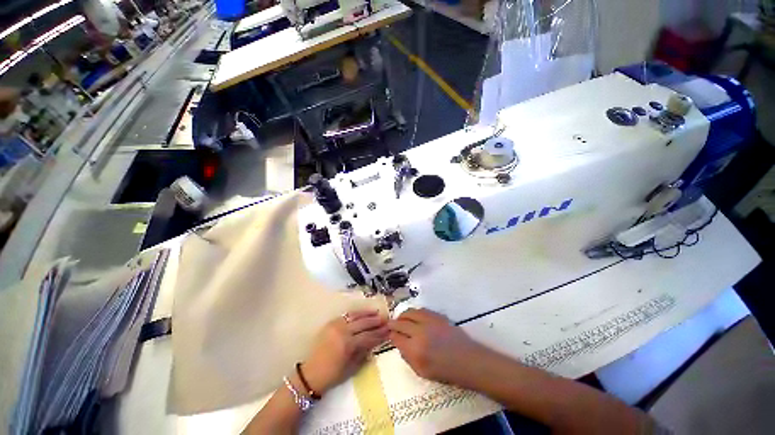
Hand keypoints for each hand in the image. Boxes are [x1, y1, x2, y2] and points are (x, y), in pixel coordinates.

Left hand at [301, 309, 388, 393]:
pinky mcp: (331, 323)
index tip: (389, 331)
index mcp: (348, 345)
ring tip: (377, 313)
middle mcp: (343, 332)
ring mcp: (336, 325)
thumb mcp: (352, 368)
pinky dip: (356, 313)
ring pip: (355, 316)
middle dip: (376, 322)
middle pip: (363, 323)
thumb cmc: (333, 375)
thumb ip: (364, 353)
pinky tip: (363, 313)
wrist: (311, 373)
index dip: (379, 333)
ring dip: (367, 314)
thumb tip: (375, 342)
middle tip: (386, 320)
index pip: (368, 336)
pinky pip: (346, 315)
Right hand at [389, 308, 485, 385]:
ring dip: (402, 315)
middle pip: (401, 323)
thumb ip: (408, 357)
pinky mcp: (437, 316)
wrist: (468, 361)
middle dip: (393, 323)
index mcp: (415, 350)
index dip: (391, 335)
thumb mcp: (422, 372)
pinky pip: (421, 310)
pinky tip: (413, 316)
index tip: (389, 334)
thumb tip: (400, 344)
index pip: (396, 337)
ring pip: (410, 313)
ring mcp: (429, 321)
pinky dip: (414, 312)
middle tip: (391, 324)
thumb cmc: (445, 371)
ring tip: (401, 319)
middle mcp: (420, 332)